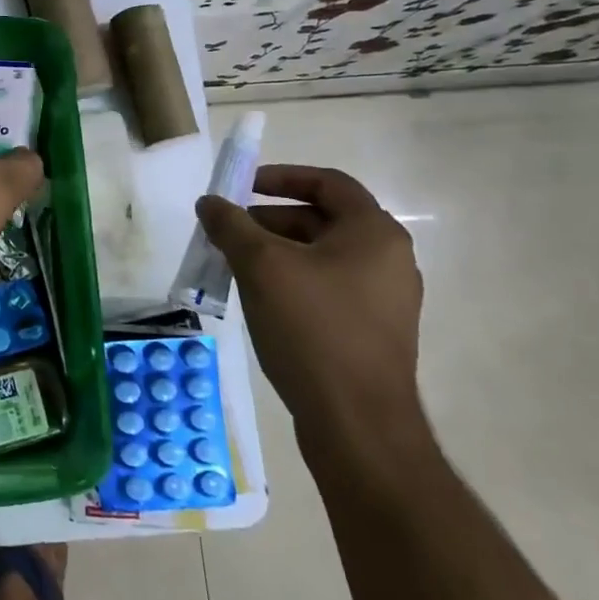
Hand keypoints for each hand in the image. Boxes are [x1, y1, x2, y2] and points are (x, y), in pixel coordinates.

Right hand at [195, 164, 424, 449]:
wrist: (356, 422)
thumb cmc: (312, 329)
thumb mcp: (262, 267)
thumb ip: (232, 226)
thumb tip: (209, 202)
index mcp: (374, 234)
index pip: (328, 183)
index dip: (281, 177)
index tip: (240, 186)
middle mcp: (388, 260)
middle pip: (321, 220)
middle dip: (268, 220)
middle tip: (227, 232)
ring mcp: (383, 299)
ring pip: (320, 257)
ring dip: (275, 252)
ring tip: (234, 266)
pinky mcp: (371, 331)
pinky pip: (326, 288)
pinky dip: (291, 281)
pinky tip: (259, 300)